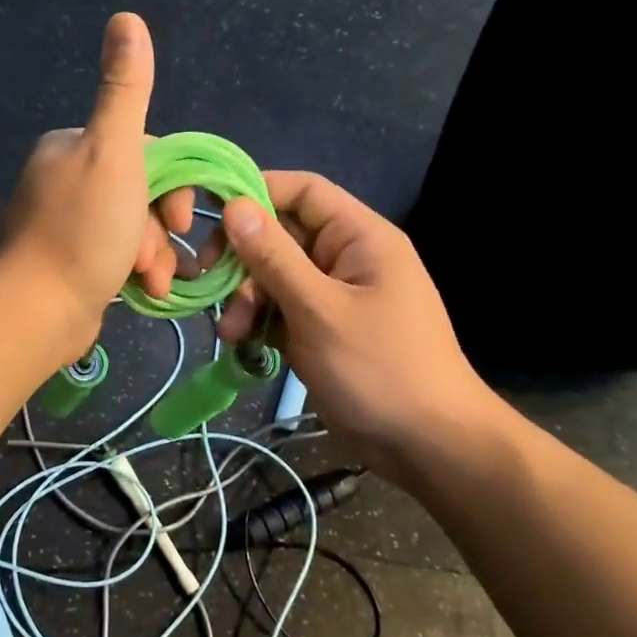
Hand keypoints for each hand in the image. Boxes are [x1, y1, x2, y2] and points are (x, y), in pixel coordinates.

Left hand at [0, 13, 193, 354]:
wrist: (39, 311)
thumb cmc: (83, 230)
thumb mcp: (113, 152)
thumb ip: (124, 89)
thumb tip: (126, 18)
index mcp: (68, 147)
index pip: (142, 149)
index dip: (171, 183)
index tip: (181, 218)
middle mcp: (61, 179)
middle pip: (139, 191)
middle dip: (160, 226)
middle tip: (160, 255)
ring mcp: (62, 224)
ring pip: (132, 227)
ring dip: (153, 253)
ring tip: (153, 281)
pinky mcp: (66, 262)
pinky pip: (115, 255)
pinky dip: (134, 271)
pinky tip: (143, 291)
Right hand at [205, 172, 504, 483]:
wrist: (427, 445)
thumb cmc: (379, 368)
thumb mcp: (319, 309)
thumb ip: (274, 257)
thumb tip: (235, 205)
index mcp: (359, 237)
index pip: (303, 191)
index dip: (257, 192)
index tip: (210, 214)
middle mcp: (345, 257)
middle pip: (280, 236)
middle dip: (243, 260)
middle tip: (208, 281)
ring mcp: (333, 295)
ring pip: (274, 277)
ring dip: (246, 299)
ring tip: (232, 333)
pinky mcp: (322, 328)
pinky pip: (281, 309)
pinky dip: (259, 322)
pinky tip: (242, 345)